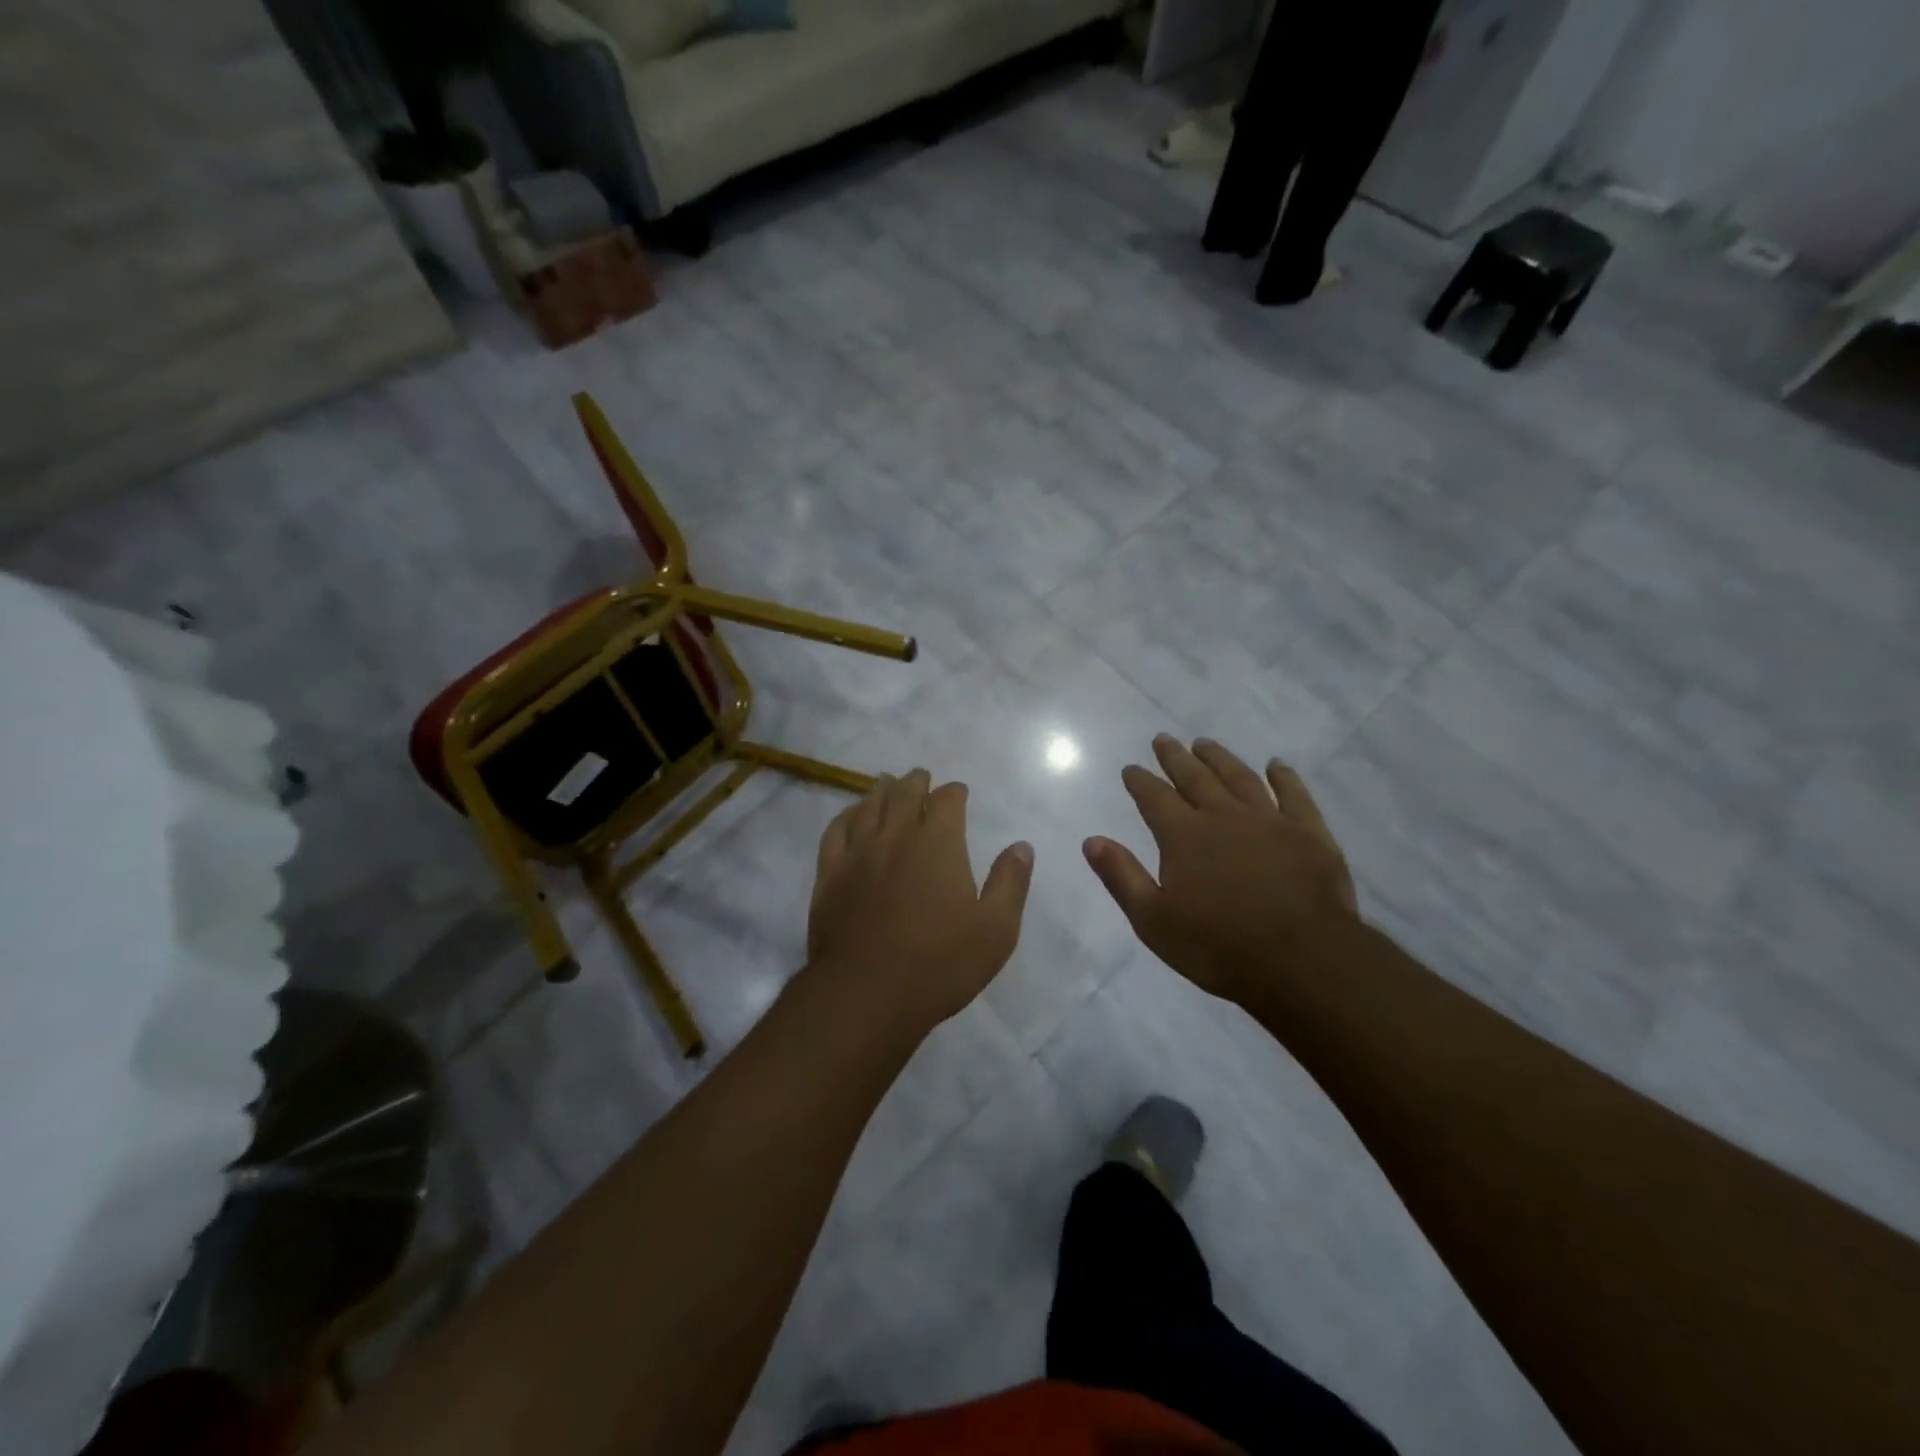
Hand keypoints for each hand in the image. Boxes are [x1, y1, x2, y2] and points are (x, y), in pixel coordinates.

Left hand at [806, 769, 1034, 1036]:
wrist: (866, 993)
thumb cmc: (939, 963)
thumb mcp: (995, 930)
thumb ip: (1010, 883)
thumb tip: (1022, 846)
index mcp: (938, 842)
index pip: (947, 800)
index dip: (955, 792)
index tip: (959, 793)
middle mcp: (896, 835)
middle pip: (904, 793)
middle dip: (916, 782)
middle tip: (920, 777)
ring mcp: (858, 852)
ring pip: (869, 806)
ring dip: (881, 790)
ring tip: (887, 783)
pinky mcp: (830, 874)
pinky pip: (836, 830)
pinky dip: (846, 815)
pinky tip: (850, 815)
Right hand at [1083, 736, 1358, 1006]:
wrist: (1302, 962)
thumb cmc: (1218, 946)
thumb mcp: (1153, 920)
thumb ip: (1121, 876)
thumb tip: (1092, 840)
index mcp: (1184, 836)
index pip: (1155, 798)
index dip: (1140, 781)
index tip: (1131, 768)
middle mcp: (1223, 816)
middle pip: (1195, 778)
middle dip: (1175, 758)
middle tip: (1163, 739)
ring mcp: (1270, 821)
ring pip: (1239, 778)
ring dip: (1219, 758)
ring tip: (1204, 743)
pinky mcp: (1309, 834)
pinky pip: (1294, 795)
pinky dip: (1284, 777)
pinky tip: (1276, 766)